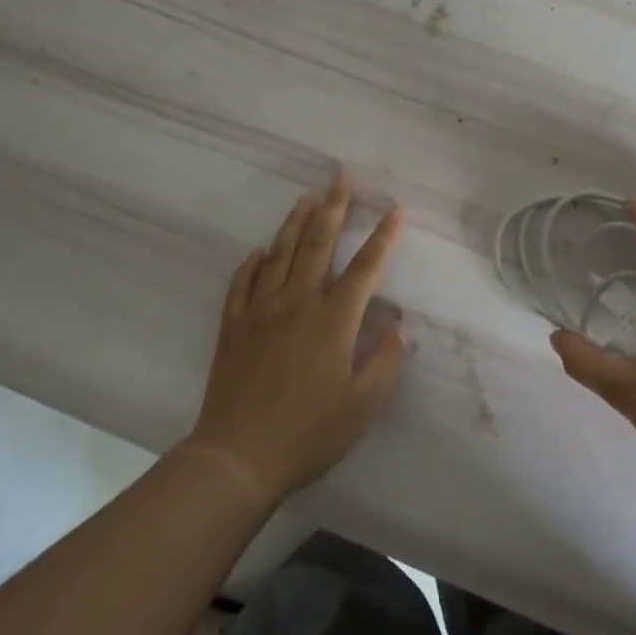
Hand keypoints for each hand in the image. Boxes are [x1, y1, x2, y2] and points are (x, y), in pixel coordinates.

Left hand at [185, 170, 409, 501]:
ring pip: (279, 255)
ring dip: (294, 223)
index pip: (365, 268)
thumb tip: (403, 326)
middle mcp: (297, 304)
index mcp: (333, 320)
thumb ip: (386, 362)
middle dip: (334, 208)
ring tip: (306, 198)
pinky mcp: (233, 328)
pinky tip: (257, 252)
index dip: (383, 237)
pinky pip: (241, 285)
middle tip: (341, 176)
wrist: (237, 458)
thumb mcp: (361, 406)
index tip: (396, 210)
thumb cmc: (308, 433)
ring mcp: (260, 312)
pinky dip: (250, 265)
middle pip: (318, 245)